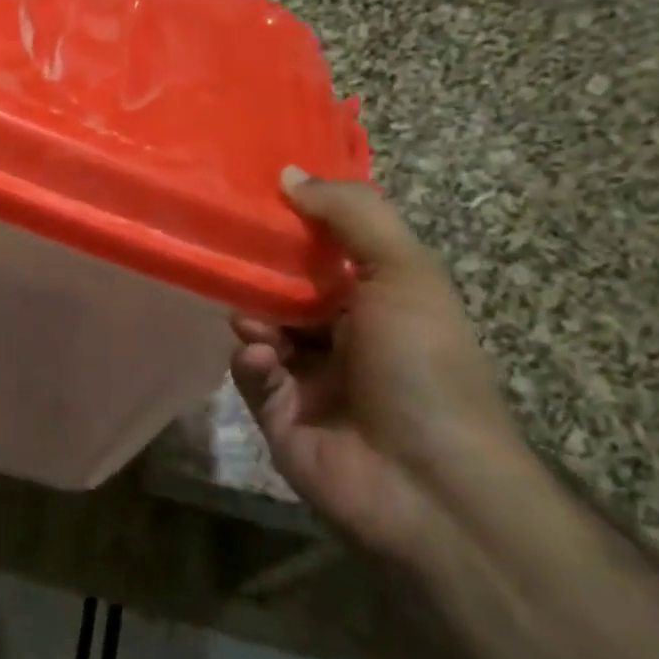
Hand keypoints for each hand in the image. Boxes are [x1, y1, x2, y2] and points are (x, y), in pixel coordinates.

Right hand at [230, 168, 526, 561]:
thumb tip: (287, 173)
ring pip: (260, 329)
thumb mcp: (404, 272)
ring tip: (255, 323)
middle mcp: (343, 335)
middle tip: (228, 253)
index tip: (251, 199)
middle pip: (285, 288)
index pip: (325, 252)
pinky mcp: (278, 415)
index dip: (293, 225)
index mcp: (378, 301)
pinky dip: (252, 363)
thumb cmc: (424, 364)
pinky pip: (250, 375)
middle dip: (260, 272)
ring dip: (253, 319)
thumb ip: (351, 215)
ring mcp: (309, 378)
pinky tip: (265, 363)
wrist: (430, 485)